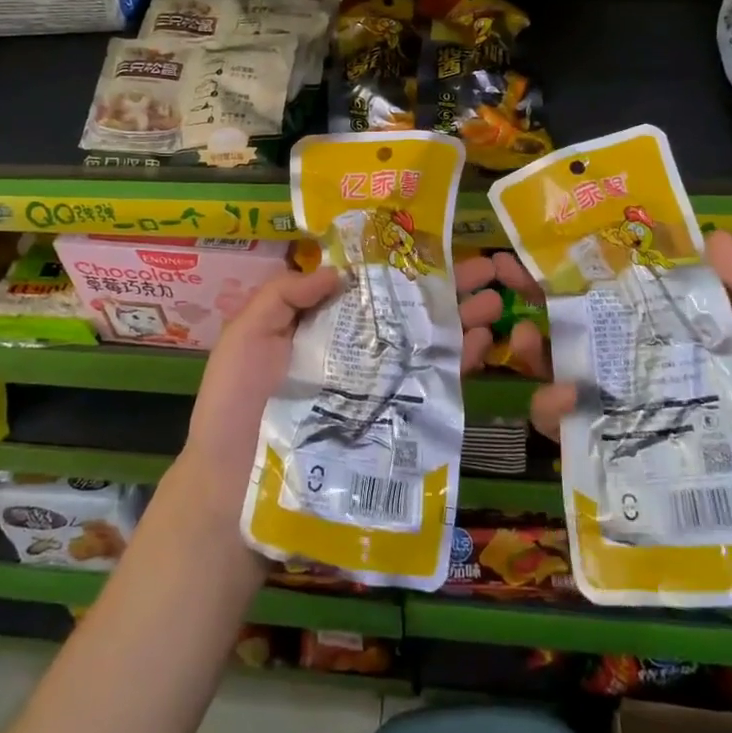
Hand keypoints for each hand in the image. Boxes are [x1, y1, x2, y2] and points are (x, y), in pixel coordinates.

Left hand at [181, 257, 511, 512]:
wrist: (235, 489)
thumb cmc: (236, 404)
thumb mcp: (247, 335)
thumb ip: (285, 295)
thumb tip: (339, 270)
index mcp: (322, 325)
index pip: (370, 285)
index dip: (401, 264)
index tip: (434, 243)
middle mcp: (356, 350)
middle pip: (407, 310)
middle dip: (447, 287)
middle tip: (487, 267)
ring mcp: (377, 386)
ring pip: (427, 344)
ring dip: (464, 318)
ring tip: (497, 298)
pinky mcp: (392, 422)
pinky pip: (431, 388)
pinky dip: (460, 364)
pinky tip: (484, 342)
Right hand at [524, 232, 731, 516]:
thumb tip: (710, 234)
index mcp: (665, 340)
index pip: (618, 295)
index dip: (585, 269)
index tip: (556, 244)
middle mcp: (632, 370)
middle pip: (576, 328)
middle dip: (538, 300)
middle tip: (512, 279)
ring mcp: (614, 412)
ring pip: (558, 371)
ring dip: (534, 350)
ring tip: (527, 339)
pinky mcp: (602, 454)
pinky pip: (563, 426)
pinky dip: (551, 408)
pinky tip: (561, 399)